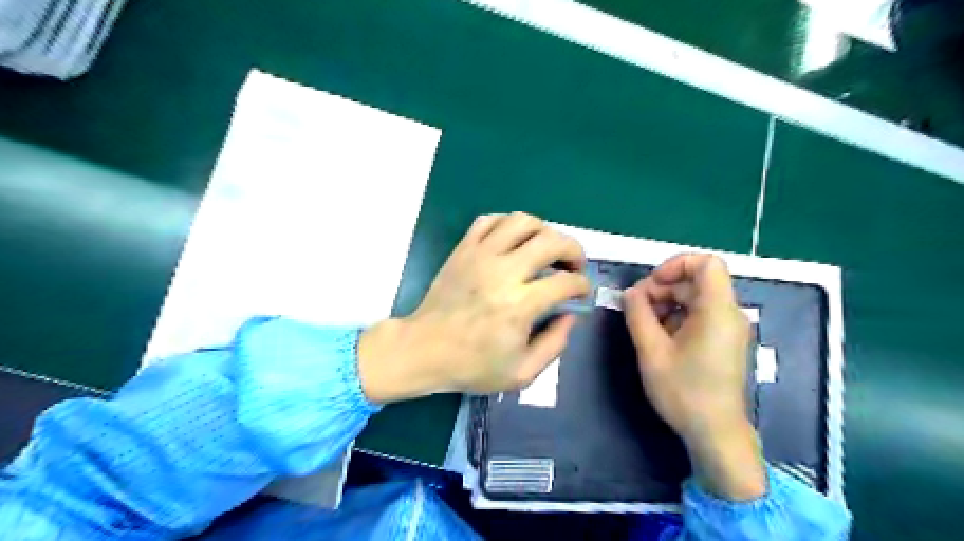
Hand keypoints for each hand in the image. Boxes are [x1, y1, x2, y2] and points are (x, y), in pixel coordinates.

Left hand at [357, 211, 591, 400]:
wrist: (423, 349)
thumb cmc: (472, 365)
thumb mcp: (522, 373)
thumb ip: (555, 344)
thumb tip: (571, 316)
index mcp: (520, 305)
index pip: (566, 282)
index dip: (582, 285)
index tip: (581, 292)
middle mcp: (503, 272)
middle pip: (551, 241)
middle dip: (574, 250)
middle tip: (573, 265)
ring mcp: (480, 255)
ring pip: (522, 221)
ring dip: (544, 230)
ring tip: (545, 248)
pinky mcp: (463, 249)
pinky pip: (490, 220)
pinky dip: (508, 224)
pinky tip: (513, 240)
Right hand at [626, 255, 769, 501]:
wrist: (715, 433)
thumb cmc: (683, 391)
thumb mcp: (651, 351)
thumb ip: (638, 314)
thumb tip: (630, 293)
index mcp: (717, 311)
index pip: (706, 263)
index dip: (676, 265)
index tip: (652, 284)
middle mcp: (729, 314)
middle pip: (696, 281)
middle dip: (663, 287)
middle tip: (637, 309)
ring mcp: (728, 328)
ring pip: (696, 298)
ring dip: (667, 303)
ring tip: (644, 325)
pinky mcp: (724, 341)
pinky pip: (700, 315)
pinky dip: (677, 317)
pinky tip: (659, 337)